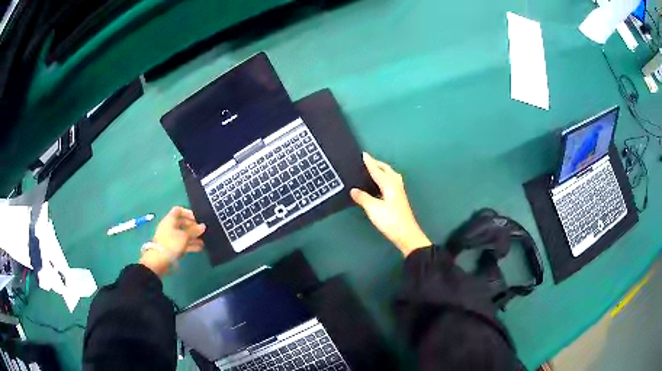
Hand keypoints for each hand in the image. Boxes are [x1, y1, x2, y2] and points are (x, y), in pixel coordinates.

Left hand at [140, 206, 205, 275]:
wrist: (159, 261)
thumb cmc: (171, 244)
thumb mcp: (184, 236)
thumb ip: (194, 230)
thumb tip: (203, 226)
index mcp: (170, 220)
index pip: (178, 210)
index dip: (188, 213)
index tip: (197, 219)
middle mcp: (169, 227)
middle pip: (182, 223)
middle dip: (192, 226)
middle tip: (202, 231)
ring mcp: (170, 238)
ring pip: (183, 234)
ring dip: (193, 237)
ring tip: (204, 241)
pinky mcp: (172, 247)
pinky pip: (182, 243)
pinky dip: (190, 244)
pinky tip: (199, 248)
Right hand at [350, 153, 430, 256]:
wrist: (406, 233)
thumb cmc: (390, 220)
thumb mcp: (373, 209)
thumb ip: (363, 198)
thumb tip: (353, 190)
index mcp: (389, 184)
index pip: (377, 170)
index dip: (369, 163)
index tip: (364, 154)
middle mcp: (395, 185)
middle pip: (387, 170)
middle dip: (378, 164)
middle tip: (368, 161)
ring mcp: (399, 192)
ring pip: (391, 175)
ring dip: (383, 170)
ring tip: (375, 170)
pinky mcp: (400, 199)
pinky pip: (392, 182)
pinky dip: (385, 178)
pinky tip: (382, 185)